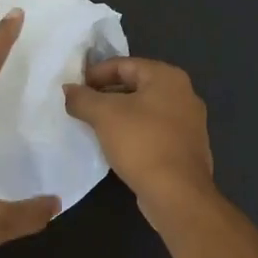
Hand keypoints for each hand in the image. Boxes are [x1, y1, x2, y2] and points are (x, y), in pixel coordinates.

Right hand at [63, 58, 214, 218]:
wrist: (177, 193)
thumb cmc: (142, 143)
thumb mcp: (104, 115)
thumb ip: (82, 98)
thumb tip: (68, 90)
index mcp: (168, 77)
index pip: (123, 64)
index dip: (94, 73)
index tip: (73, 88)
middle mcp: (184, 93)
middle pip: (135, 85)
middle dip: (105, 94)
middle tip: (80, 107)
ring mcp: (189, 122)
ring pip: (144, 109)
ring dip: (118, 115)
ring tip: (92, 126)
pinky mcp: (186, 147)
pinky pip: (153, 130)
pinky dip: (133, 132)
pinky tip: (115, 145)